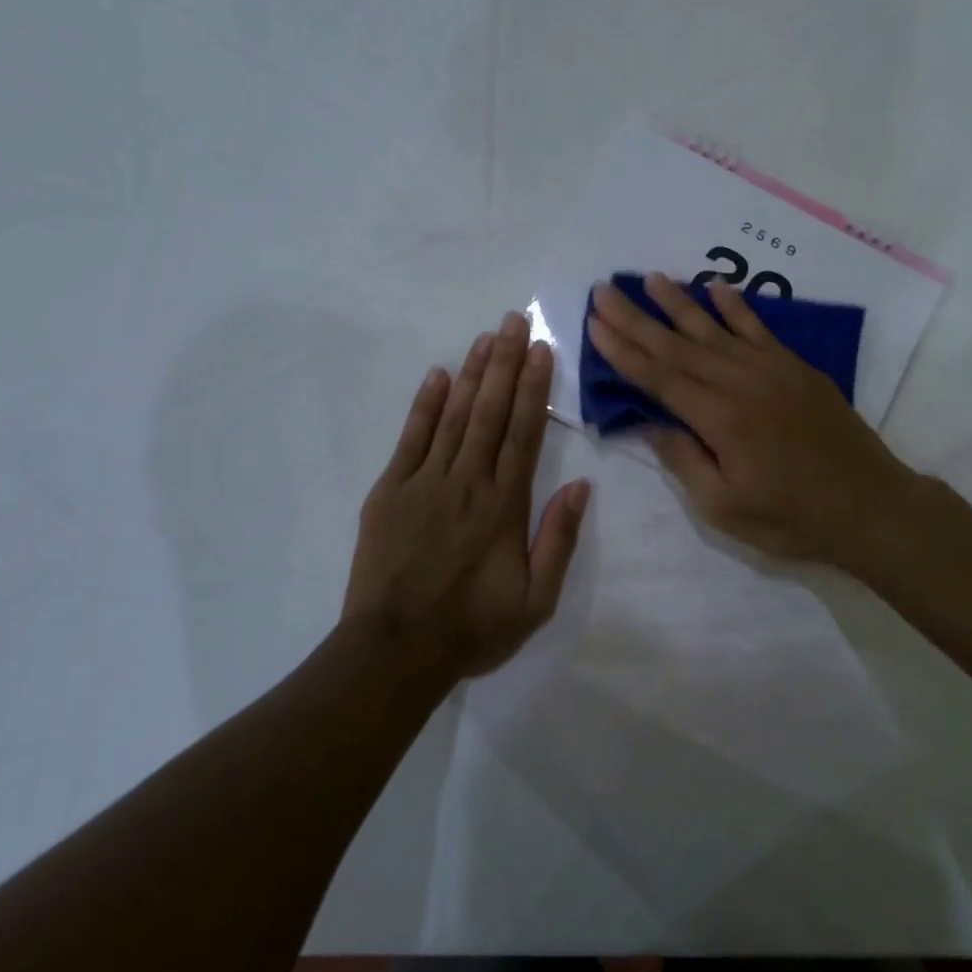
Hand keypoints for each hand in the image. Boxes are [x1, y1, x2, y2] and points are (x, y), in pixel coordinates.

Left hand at [342, 311, 589, 678]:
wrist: (395, 651)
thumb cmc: (473, 627)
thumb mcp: (536, 599)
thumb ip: (559, 539)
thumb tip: (581, 486)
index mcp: (505, 504)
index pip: (524, 432)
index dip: (535, 388)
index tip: (542, 350)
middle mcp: (468, 481)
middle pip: (491, 411)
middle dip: (506, 363)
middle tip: (515, 321)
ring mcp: (425, 482)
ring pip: (454, 416)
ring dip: (473, 374)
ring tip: (486, 337)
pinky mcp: (390, 491)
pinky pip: (411, 438)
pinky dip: (425, 405)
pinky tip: (438, 376)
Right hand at [586, 273, 930, 570]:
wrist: (871, 506)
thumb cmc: (793, 518)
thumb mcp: (725, 508)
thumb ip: (685, 460)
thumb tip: (649, 423)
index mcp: (720, 419)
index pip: (659, 377)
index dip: (623, 351)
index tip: (595, 324)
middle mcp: (742, 383)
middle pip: (678, 345)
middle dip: (636, 318)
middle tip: (604, 290)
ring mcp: (772, 370)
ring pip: (714, 329)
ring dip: (679, 303)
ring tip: (649, 279)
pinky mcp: (796, 368)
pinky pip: (759, 329)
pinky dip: (735, 307)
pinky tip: (715, 288)